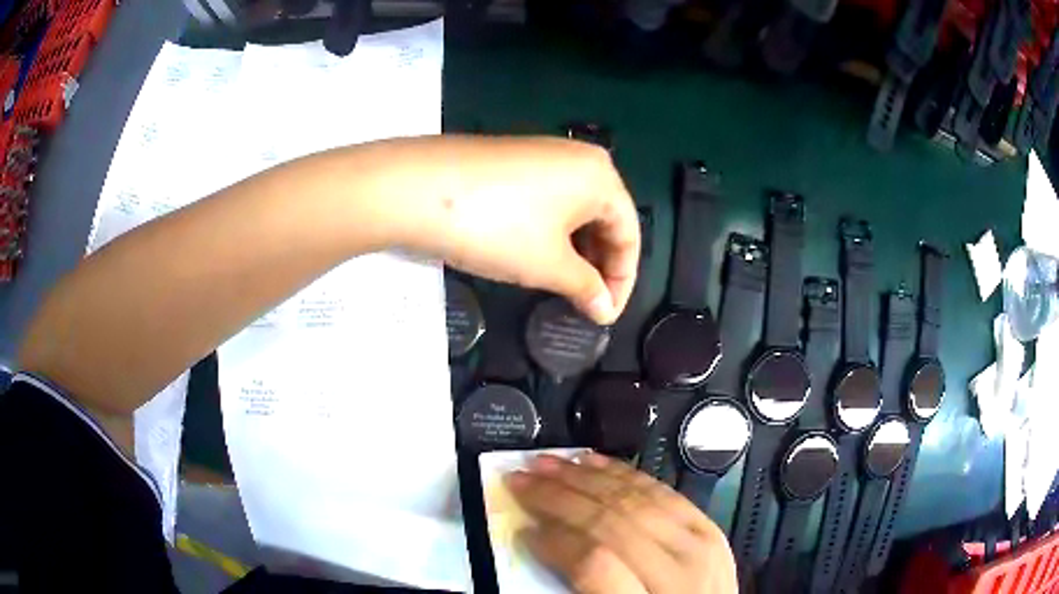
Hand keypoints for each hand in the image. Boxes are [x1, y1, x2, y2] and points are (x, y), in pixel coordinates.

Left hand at [384, 135, 638, 323]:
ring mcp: (543, 154)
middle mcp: (579, 157)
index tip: (605, 316)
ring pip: (576, 209)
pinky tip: (536, 252)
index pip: (629, 234)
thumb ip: (585, 288)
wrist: (416, 187)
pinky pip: (549, 199)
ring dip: (576, 250)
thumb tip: (604, 310)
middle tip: (585, 302)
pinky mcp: (513, 159)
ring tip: (562, 284)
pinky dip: (552, 231)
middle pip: (605, 218)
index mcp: (601, 176)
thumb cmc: (496, 226)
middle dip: (600, 265)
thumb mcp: (547, 264)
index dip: (622, 281)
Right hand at [505, 453, 737, 593]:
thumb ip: (582, 586)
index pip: (595, 563)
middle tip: (520, 480)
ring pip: (635, 498)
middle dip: (558, 496)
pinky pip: (663, 491)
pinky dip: (624, 473)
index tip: (524, 531)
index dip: (555, 541)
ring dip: (585, 476)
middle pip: (613, 522)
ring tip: (548, 463)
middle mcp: (680, 571)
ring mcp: (701, 545)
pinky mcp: (709, 528)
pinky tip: (595, 462)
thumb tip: (542, 543)